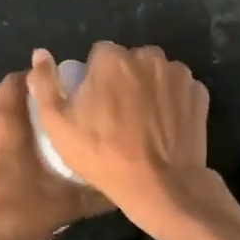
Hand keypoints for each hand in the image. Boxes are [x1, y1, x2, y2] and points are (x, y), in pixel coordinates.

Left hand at [0, 72, 110, 239]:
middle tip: (47, 119)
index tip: (58, 95)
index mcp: (5, 118)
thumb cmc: (11, 217)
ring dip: (3, 117)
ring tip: (25, 139)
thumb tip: (121, 190)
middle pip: (2, 92)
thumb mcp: (60, 207)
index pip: (20, 78)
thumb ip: (93, 195)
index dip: (39, 81)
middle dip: (23, 99)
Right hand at [26, 43, 211, 223]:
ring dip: (149, 88)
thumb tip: (40, 53)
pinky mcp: (199, 94)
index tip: (94, 105)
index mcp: (112, 58)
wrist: (161, 186)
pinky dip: (172, 101)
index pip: (99, 54)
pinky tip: (164, 127)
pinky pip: (179, 90)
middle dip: (123, 79)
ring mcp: (178, 74)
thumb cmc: (102, 155)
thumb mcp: (58, 125)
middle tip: (117, 116)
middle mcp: (148, 56)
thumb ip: (45, 83)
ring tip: (142, 123)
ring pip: (156, 73)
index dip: (94, 78)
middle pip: (130, 61)